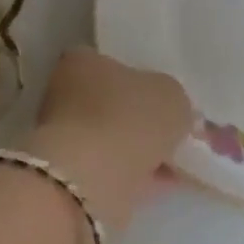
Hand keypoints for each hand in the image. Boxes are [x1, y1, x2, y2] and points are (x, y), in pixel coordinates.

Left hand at [25, 49, 192, 231]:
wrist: (92, 178)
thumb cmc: (129, 119)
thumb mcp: (172, 95)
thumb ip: (174, 98)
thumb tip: (172, 111)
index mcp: (82, 61)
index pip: (114, 63)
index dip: (144, 79)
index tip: (167, 98)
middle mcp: (65, 94)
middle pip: (114, 103)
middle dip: (144, 119)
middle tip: (178, 132)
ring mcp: (64, 137)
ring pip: (115, 138)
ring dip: (143, 149)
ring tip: (179, 161)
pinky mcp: (70, 173)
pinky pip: (114, 168)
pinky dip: (138, 174)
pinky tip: (166, 182)